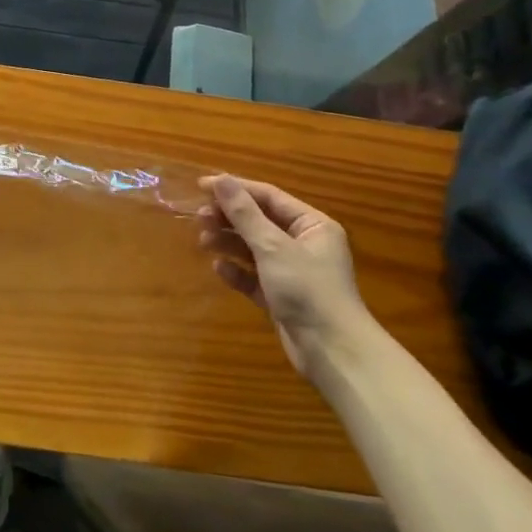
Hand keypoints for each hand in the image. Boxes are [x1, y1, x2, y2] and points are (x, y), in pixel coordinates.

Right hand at [198, 175, 370, 378]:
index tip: (201, 186)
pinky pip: (254, 277)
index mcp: (312, 225)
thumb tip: (220, 179)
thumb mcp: (272, 247)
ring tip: (203, 241)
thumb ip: (244, 213)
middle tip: (198, 217)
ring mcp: (292, 272)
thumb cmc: (307, 289)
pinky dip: (237, 271)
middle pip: (259, 221)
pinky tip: (219, 269)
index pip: (268, 196)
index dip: (235, 189)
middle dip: (229, 218)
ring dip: (228, 243)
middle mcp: (303, 244)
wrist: (333, 352)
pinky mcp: (281, 297)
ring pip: (253, 248)